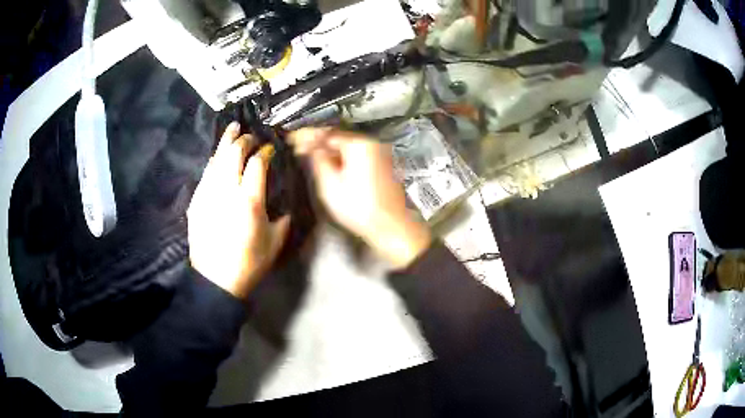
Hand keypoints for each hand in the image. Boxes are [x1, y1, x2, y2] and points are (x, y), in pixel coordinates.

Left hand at [187, 122, 289, 298]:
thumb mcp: (275, 241)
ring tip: (232, 128)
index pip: (257, 163)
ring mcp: (208, 194)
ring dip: (225, 142)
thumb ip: (283, 217)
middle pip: (234, 154)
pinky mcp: (196, 200)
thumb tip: (284, 201)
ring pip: (216, 159)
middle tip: (251, 136)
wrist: (215, 279)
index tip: (269, 149)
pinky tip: (217, 155)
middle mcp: (227, 191)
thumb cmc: (249, 263)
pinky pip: (205, 173)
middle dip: (244, 140)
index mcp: (249, 201)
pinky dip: (213, 160)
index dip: (264, 152)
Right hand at [290, 128, 430, 268]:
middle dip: (318, 143)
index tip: (292, 139)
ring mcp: (379, 154)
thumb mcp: (330, 184)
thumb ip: (317, 160)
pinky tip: (329, 165)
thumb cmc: (358, 207)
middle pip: (339, 138)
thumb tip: (308, 146)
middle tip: (298, 148)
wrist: (391, 226)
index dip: (307, 136)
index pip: (327, 133)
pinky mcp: (382, 165)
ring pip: (348, 147)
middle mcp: (372, 143)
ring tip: (309, 156)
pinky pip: (357, 156)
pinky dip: (342, 158)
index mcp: (359, 144)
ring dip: (329, 151)